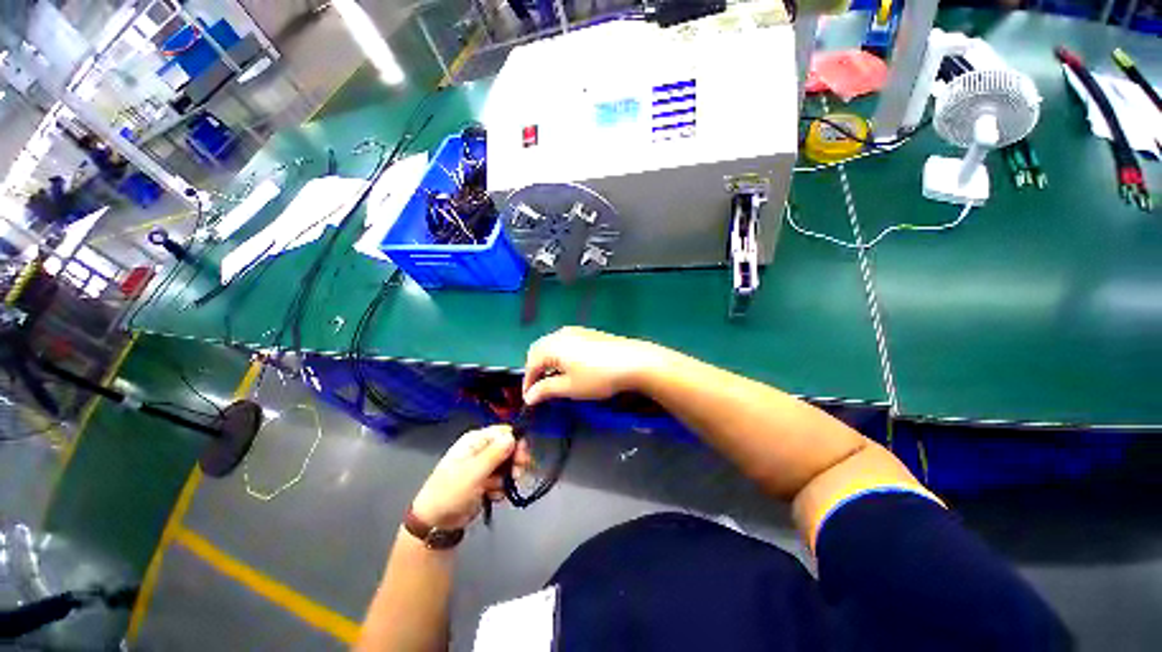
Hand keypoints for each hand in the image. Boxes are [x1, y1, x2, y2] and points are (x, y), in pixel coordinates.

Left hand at [412, 426, 531, 529]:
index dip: (516, 442)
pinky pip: (502, 479)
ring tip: (498, 490)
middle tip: (517, 475)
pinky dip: (501, 488)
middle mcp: (480, 449)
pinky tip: (492, 497)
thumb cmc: (450, 492)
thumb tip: (513, 436)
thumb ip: (495, 454)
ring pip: (508, 465)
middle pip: (509, 448)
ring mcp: (483, 466)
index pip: (504, 432)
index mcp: (475, 440)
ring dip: (507, 478)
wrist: (435, 524)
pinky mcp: (485, 481)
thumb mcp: (473, 473)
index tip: (522, 457)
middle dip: (514, 462)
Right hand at [523, 327, 665, 405]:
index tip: (529, 399)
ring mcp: (576, 331)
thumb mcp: (570, 387)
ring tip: (553, 378)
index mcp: (552, 345)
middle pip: (539, 350)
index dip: (528, 382)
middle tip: (539, 388)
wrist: (633, 361)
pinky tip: (570, 366)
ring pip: (552, 345)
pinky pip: (565, 342)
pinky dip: (560, 355)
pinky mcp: (588, 333)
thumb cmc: (598, 377)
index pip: (531, 363)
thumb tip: (529, 397)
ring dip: (548, 361)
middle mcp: (560, 333)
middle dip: (536, 369)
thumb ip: (546, 390)